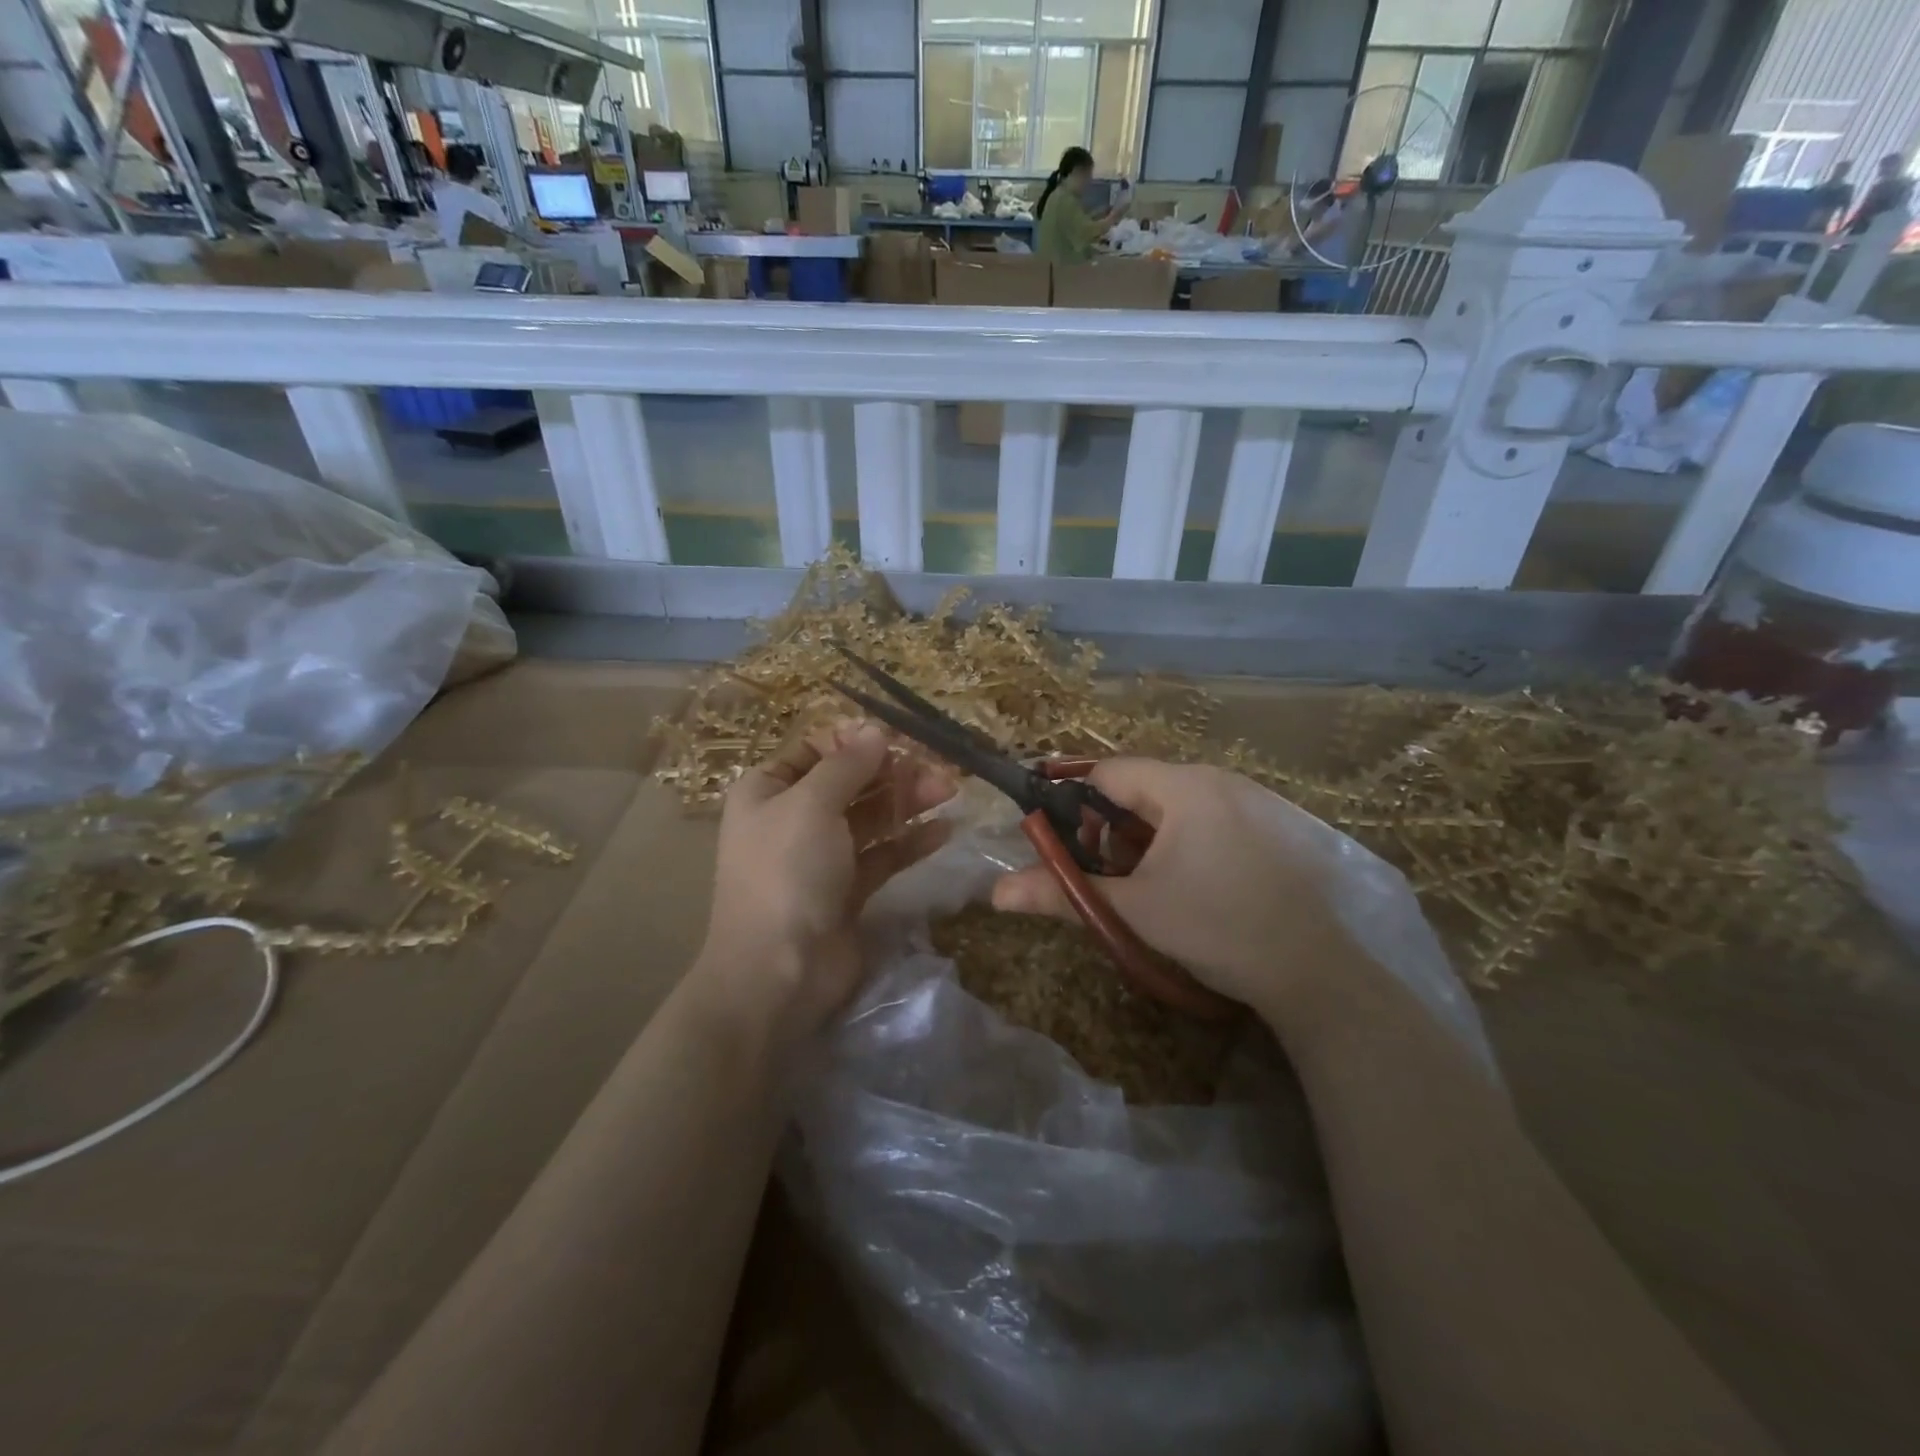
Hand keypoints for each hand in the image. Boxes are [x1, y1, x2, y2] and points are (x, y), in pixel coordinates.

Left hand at [698, 723, 954, 1037]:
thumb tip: (875, 730)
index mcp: (768, 791)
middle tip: (938, 768)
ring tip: (950, 791)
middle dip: (892, 772)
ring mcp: (821, 857)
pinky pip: (883, 855)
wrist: (779, 972)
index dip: (855, 741)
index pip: (815, 750)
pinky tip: (944, 831)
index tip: (899, 739)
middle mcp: (792, 819)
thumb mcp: (811, 805)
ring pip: (870, 817)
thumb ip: (847, 764)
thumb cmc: (787, 872)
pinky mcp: (848, 890)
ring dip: (908, 802)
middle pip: (849, 783)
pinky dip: (910, 841)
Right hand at [990, 760, 1352, 1019]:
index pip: (1108, 772)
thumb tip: (996, 893)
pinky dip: (1187, 842)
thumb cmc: (1216, 928)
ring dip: (1149, 838)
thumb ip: (1063, 892)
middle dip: (1113, 828)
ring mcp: (1256, 801)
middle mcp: (1220, 780)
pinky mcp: (1278, 826)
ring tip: (1148, 886)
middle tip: (1106, 875)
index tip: (1061, 840)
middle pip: (1142, 788)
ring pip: (1178, 805)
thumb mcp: (1133, 910)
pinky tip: (1195, 887)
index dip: (1074, 801)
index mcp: (1183, 787)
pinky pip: (1212, 819)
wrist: (1318, 972)